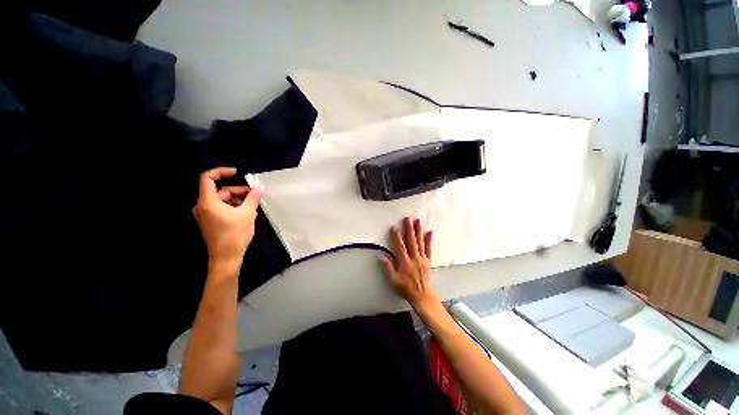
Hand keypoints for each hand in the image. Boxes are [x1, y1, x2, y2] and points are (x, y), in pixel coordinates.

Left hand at [193, 167, 261, 274]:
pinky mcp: (209, 221)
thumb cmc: (235, 235)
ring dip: (239, 200)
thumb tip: (259, 188)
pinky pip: (222, 208)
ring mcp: (205, 215)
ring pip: (222, 200)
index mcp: (208, 202)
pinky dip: (234, 207)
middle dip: (239, 191)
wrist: (226, 258)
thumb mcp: (247, 214)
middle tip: (255, 195)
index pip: (207, 178)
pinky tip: (248, 213)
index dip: (221, 171)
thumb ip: (252, 198)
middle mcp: (202, 206)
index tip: (236, 172)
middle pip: (220, 191)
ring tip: (254, 207)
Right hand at [381, 218, 436, 309]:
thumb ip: (389, 268)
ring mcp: (422, 259)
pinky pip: (429, 249)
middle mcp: (414, 258)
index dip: (396, 237)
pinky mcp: (428, 261)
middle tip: (408, 218)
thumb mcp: (394, 281)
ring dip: (419, 231)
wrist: (422, 296)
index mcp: (405, 262)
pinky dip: (429, 240)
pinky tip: (430, 232)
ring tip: (418, 221)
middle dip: (409, 229)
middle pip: (411, 241)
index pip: (399, 246)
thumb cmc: (406, 289)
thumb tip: (382, 257)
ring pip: (420, 242)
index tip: (393, 227)